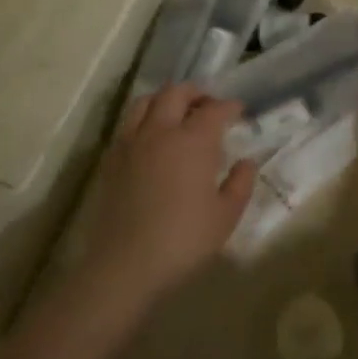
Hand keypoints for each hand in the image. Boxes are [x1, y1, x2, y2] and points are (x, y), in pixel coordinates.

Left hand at [86, 85, 255, 296]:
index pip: (214, 109)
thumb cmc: (184, 240)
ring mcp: (131, 143)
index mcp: (193, 141)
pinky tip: (152, 139)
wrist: (125, 265)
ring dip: (165, 99)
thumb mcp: (226, 216)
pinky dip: (144, 119)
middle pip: (176, 93)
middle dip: (196, 92)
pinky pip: (128, 124)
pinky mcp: (111, 159)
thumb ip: (240, 183)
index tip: (239, 110)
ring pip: (145, 101)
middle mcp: (160, 131)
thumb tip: (246, 162)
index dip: (229, 106)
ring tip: (177, 113)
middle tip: (209, 105)